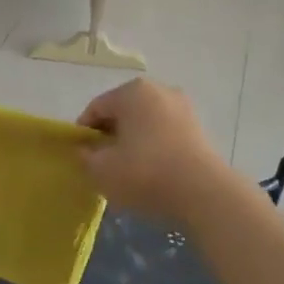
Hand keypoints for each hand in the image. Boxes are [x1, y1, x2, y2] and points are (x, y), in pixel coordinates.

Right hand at [76, 79, 229, 222]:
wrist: (203, 193)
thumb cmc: (144, 173)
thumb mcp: (101, 170)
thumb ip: (85, 156)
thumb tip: (85, 150)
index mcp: (132, 92)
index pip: (96, 108)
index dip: (84, 132)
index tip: (81, 157)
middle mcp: (159, 90)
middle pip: (122, 112)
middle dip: (109, 136)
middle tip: (103, 164)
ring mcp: (183, 108)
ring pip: (144, 123)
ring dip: (132, 142)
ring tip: (127, 170)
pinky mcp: (199, 128)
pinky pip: (164, 134)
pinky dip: (153, 147)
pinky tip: (151, 172)